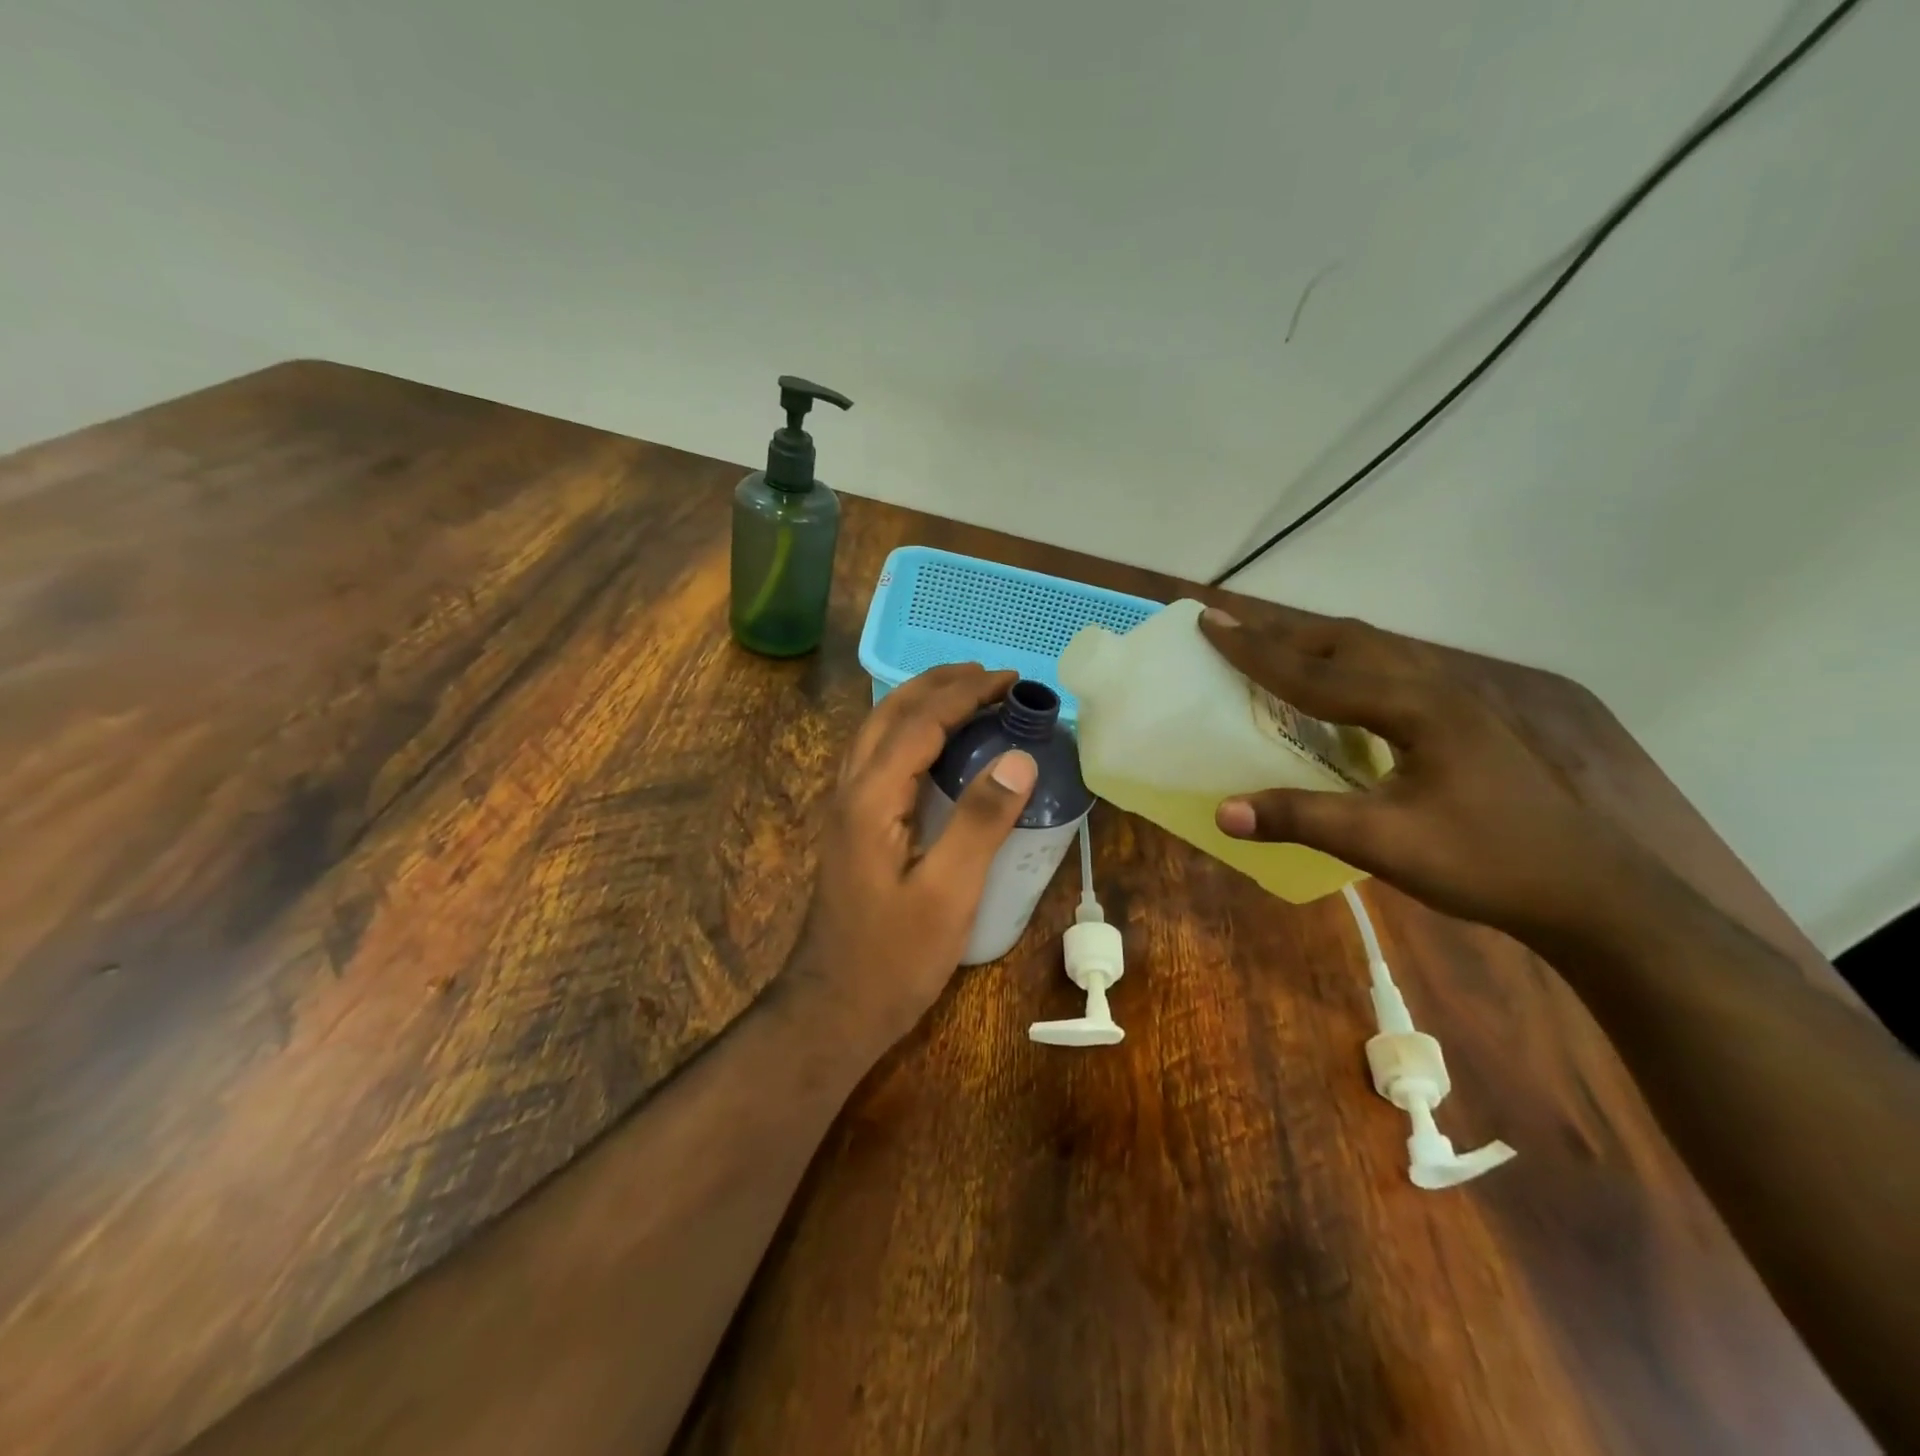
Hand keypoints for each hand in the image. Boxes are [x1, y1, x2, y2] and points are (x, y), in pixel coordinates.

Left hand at [783, 664, 1038, 1053]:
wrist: (832, 1008)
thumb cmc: (893, 958)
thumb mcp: (948, 894)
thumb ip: (979, 822)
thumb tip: (1018, 758)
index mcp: (871, 799)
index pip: (920, 722)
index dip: (966, 693)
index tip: (1010, 680)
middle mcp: (850, 791)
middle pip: (889, 714)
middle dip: (939, 684)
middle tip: (989, 675)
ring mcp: (844, 809)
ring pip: (877, 732)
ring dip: (920, 702)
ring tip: (965, 693)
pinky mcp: (851, 827)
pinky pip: (878, 757)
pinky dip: (909, 731)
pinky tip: (931, 746)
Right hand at [1198, 605, 1669, 948]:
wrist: (1588, 892)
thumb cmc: (1485, 863)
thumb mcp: (1385, 844)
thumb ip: (1302, 819)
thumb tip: (1222, 812)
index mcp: (1415, 708)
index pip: (1316, 672)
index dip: (1256, 650)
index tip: (1210, 622)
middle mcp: (1434, 689)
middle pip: (1348, 641)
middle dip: (1285, 633)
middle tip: (1234, 630)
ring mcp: (1454, 704)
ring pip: (1373, 653)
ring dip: (1317, 646)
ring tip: (1274, 651)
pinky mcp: (1461, 724)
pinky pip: (1388, 675)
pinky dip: (1344, 670)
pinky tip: (1334, 696)